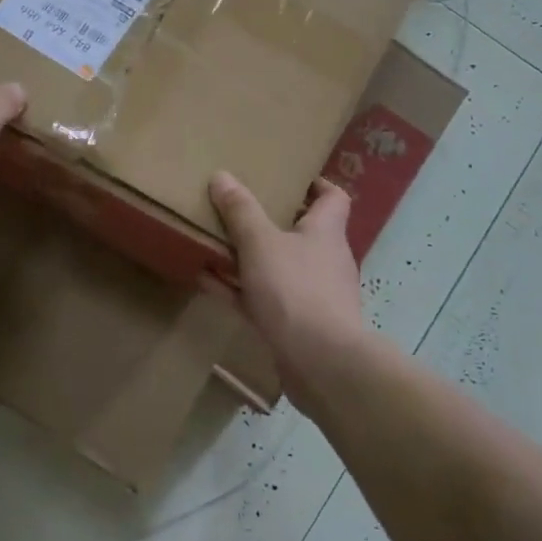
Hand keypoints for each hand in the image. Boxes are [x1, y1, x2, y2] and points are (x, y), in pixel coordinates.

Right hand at [208, 171, 368, 412]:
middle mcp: (326, 259)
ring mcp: (314, 295)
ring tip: (214, 244)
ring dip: (250, 258)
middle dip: (271, 222)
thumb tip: (223, 176)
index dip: (315, 185)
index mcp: (326, 231)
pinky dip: (240, 290)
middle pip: (302, 232)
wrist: (322, 364)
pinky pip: (265, 299)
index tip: (288, 179)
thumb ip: (241, 211)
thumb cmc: (296, 289)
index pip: (333, 198)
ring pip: (279, 267)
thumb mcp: (261, 243)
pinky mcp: (299, 326)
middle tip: (238, 209)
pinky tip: (208, 283)